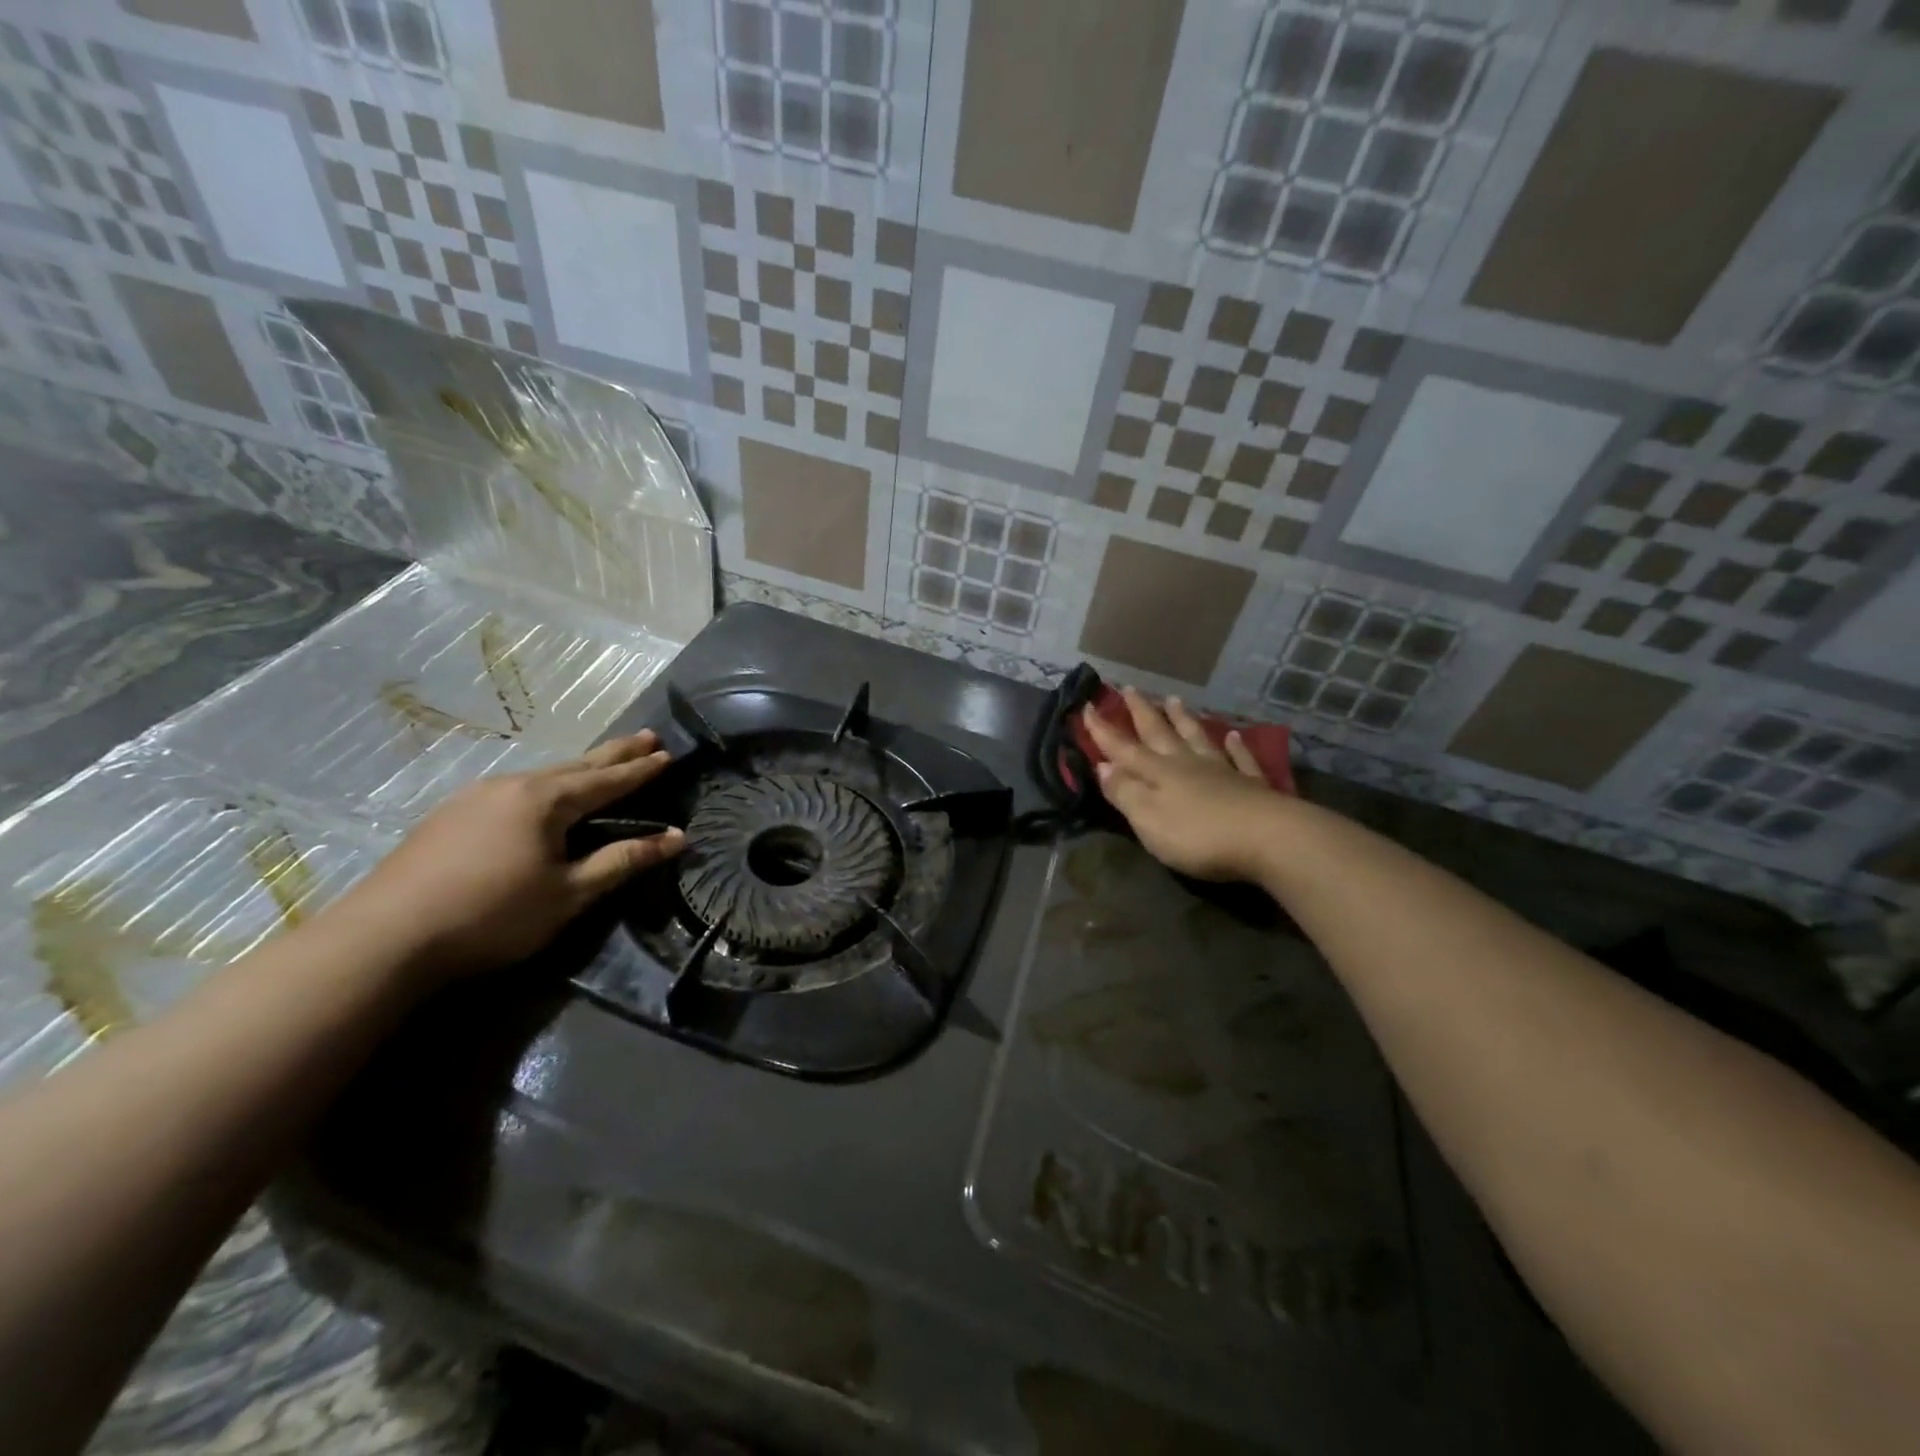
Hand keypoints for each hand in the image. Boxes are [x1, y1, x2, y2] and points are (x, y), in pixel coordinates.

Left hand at [332, 731, 683, 980]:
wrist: (384, 938)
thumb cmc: (493, 914)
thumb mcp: (569, 893)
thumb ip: (624, 861)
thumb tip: (678, 837)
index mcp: (545, 800)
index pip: (607, 779)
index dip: (640, 769)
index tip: (668, 754)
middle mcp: (512, 786)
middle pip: (576, 766)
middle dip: (614, 753)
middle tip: (646, 736)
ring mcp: (474, 797)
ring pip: (542, 776)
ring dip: (578, 769)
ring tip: (600, 765)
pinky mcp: (448, 816)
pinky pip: (513, 790)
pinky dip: (545, 786)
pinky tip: (539, 797)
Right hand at [1082, 689, 1283, 882]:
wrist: (1268, 839)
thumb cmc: (1198, 835)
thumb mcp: (1148, 818)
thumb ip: (1125, 791)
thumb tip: (1102, 765)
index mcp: (1158, 773)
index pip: (1123, 748)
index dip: (1103, 730)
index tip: (1087, 706)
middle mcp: (1186, 764)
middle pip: (1160, 734)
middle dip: (1142, 712)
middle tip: (1130, 688)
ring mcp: (1222, 772)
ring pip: (1197, 738)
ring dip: (1183, 719)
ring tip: (1174, 699)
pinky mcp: (1252, 786)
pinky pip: (1240, 758)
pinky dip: (1235, 745)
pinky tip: (1233, 735)